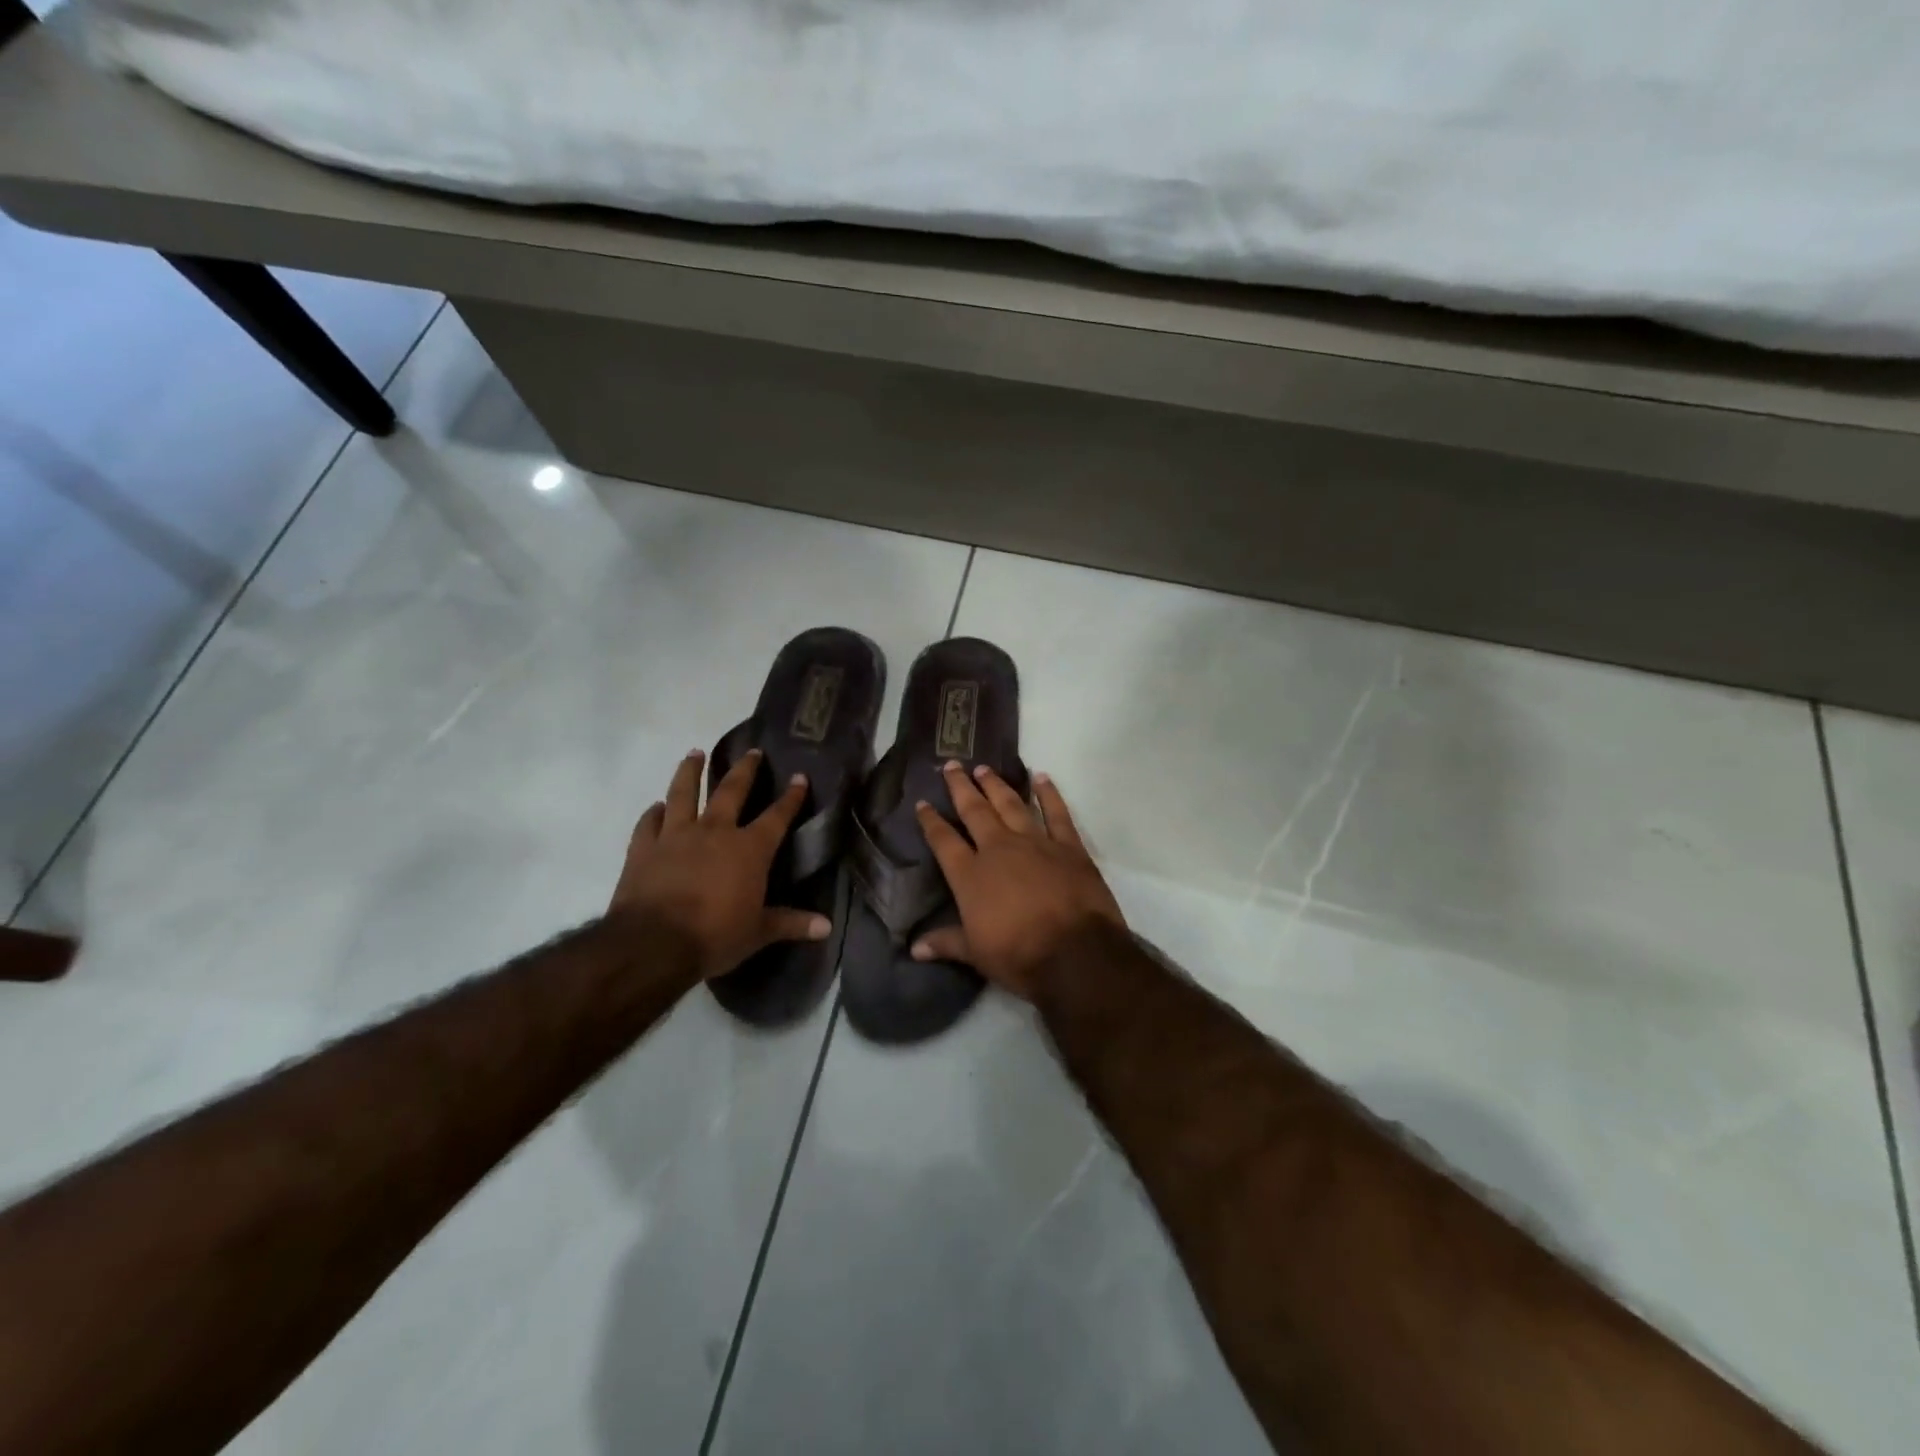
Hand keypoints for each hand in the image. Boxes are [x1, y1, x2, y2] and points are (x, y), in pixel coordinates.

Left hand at [610, 748, 831, 980]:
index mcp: (749, 849)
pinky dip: (653, 813)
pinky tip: (656, 806)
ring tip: (694, 753)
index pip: (777, 816)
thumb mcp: (759, 933)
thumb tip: (827, 927)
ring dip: (690, 771)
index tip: (800, 776)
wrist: (652, 944)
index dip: (791, 796)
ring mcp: (676, 835)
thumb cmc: (714, 936)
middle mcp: (715, 831)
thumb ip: (792, 923)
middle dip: (745, 769)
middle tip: (752, 751)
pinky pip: (648, 822)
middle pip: (732, 791)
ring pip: (684, 793)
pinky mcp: (643, 848)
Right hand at [912, 763, 1125, 1000]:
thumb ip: (946, 943)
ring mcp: (1035, 842)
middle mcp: (999, 849)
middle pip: (975, 810)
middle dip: (961, 787)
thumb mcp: (976, 954)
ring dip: (996, 785)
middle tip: (952, 765)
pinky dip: (1049, 794)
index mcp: (971, 875)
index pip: (944, 840)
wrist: (1076, 954)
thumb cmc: (1019, 956)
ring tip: (984, 768)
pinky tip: (1041, 777)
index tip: (923, 802)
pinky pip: (1057, 813)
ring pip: (1010, 804)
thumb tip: (914, 948)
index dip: (931, 821)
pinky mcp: (1068, 846)